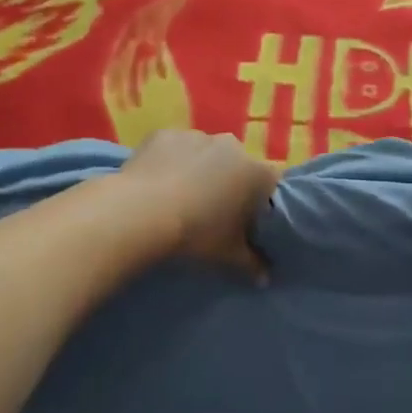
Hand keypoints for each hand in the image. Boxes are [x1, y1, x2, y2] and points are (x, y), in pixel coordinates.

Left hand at [118, 130, 281, 276]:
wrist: (140, 212)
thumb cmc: (195, 233)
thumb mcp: (228, 255)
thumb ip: (252, 264)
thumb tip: (265, 278)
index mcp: (256, 172)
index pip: (271, 183)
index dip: (260, 201)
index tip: (247, 220)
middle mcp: (232, 146)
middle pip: (238, 164)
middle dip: (229, 182)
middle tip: (212, 211)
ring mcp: (197, 136)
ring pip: (205, 153)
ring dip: (199, 170)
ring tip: (180, 198)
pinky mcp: (165, 134)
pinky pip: (175, 148)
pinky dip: (171, 161)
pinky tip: (157, 184)